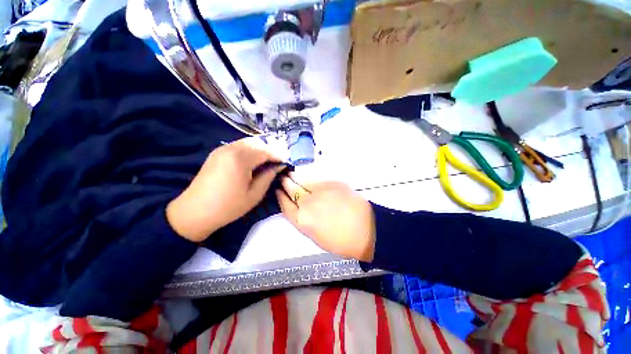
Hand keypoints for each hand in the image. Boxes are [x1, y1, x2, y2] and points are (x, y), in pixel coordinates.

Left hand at [167, 138, 284, 241]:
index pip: (265, 151)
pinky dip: (249, 151)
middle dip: (269, 151)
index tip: (286, 162)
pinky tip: (252, 162)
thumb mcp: (255, 194)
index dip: (278, 156)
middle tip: (277, 162)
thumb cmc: (228, 206)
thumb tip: (278, 166)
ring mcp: (221, 150)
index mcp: (240, 159)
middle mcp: (230, 149)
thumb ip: (269, 176)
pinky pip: (238, 146)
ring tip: (267, 162)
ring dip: (259, 150)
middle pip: (256, 143)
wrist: (195, 212)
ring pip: (247, 143)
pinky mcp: (216, 154)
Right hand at [276, 179, 375, 261]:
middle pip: (290, 188)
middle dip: (284, 182)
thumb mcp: (315, 236)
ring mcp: (319, 190)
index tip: (277, 190)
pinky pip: (316, 178)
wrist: (366, 229)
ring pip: (302, 179)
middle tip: (282, 178)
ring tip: (291, 174)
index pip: (284, 204)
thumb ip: (303, 220)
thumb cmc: (340, 241)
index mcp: (302, 220)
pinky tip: (308, 178)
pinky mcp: (331, 182)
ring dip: (295, 177)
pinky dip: (309, 178)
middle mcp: (307, 203)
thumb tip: (298, 208)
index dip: (279, 196)